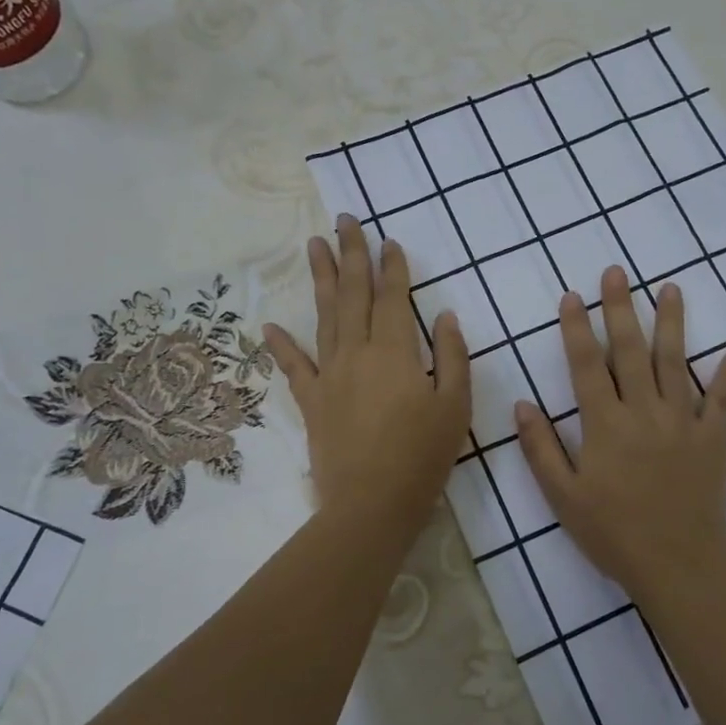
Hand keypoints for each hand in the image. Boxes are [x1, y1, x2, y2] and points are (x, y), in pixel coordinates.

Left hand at [264, 216, 469, 528]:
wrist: (372, 504)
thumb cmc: (423, 457)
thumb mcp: (456, 407)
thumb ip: (454, 358)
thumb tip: (447, 316)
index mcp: (396, 352)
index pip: (392, 298)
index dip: (392, 268)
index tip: (388, 241)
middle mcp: (358, 353)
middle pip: (353, 295)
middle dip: (352, 254)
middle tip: (346, 220)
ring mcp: (330, 376)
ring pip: (324, 317)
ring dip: (320, 279)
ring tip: (314, 245)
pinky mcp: (313, 402)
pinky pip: (294, 367)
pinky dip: (281, 345)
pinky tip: (269, 325)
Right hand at [514, 267, 725, 601]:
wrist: (678, 565)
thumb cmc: (614, 533)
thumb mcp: (564, 497)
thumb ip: (541, 449)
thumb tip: (522, 405)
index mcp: (605, 424)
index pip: (587, 364)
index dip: (577, 328)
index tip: (571, 296)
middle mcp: (644, 411)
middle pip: (632, 350)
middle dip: (621, 308)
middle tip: (616, 272)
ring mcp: (683, 422)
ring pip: (677, 363)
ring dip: (672, 323)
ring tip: (671, 289)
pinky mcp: (712, 440)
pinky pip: (721, 403)